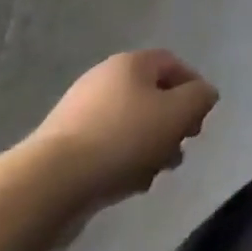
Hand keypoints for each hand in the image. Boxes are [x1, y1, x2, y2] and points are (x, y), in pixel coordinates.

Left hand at [24, 50, 218, 208]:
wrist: (47, 185)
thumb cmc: (122, 139)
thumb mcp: (177, 114)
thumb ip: (200, 98)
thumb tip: (204, 94)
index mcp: (131, 63)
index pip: (173, 64)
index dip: (193, 89)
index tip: (200, 121)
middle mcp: (103, 79)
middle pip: (150, 96)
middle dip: (170, 124)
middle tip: (179, 151)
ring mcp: (77, 113)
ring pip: (128, 124)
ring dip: (147, 147)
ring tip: (153, 175)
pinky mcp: (60, 147)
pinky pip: (104, 147)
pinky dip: (121, 161)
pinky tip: (126, 186)